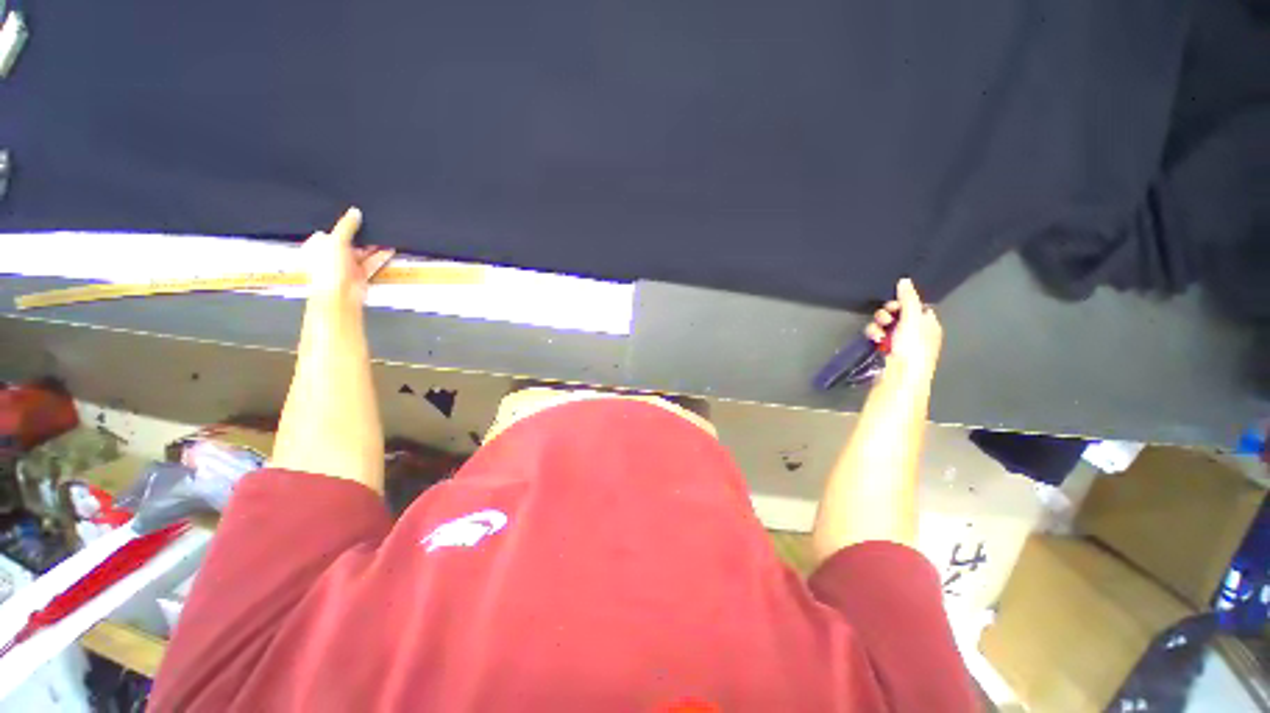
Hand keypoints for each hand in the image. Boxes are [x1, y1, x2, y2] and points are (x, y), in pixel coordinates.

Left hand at [302, 207, 394, 305]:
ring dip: (373, 247)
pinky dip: (380, 257)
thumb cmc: (328, 269)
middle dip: (361, 237)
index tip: (356, 219)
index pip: (330, 233)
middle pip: (348, 243)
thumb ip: (347, 226)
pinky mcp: (360, 275)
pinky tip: (389, 250)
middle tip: (374, 227)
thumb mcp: (336, 240)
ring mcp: (346, 267)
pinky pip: (371, 263)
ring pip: (361, 253)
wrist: (340, 295)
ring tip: (385, 237)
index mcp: (317, 247)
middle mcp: (331, 256)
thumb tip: (354, 212)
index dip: (342, 226)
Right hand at [864, 278, 942, 381]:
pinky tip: (875, 340)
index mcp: (929, 324)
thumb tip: (904, 280)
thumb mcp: (913, 319)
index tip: (896, 304)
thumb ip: (908, 298)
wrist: (901, 377)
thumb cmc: (913, 348)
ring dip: (878, 325)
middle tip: (886, 318)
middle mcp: (915, 331)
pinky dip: (874, 335)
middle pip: (898, 313)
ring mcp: (899, 341)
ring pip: (884, 324)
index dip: (904, 302)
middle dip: (888, 313)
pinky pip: (877, 335)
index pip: (916, 305)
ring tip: (878, 333)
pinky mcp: (884, 349)